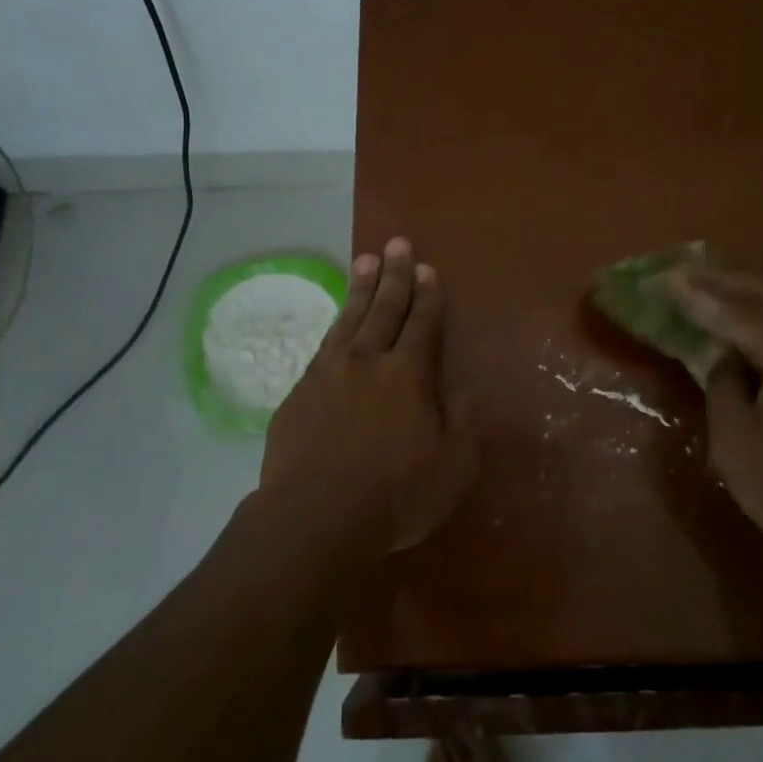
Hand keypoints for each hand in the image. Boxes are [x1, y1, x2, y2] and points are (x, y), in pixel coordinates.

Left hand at [261, 237, 477, 553]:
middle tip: (397, 244)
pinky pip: (324, 344)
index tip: (428, 268)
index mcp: (408, 374)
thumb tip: (462, 389)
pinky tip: (338, 319)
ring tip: (365, 260)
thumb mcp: (453, 467)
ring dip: (361, 288)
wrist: (313, 518)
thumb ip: (463, 422)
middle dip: (394, 274)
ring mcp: (328, 373)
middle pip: (384, 308)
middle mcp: (368, 361)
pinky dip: (335, 323)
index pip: (422, 323)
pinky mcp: (299, 392)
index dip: (428, 295)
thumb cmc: (394, 496)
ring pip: (349, 318)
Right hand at [668, 267, 762, 567]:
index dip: (699, 295)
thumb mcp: (735, 440)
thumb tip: (725, 358)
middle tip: (688, 276)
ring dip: (759, 295)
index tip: (668, 277)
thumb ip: (723, 384)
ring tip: (724, 300)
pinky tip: (759, 332)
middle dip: (727, 282)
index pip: (739, 313)